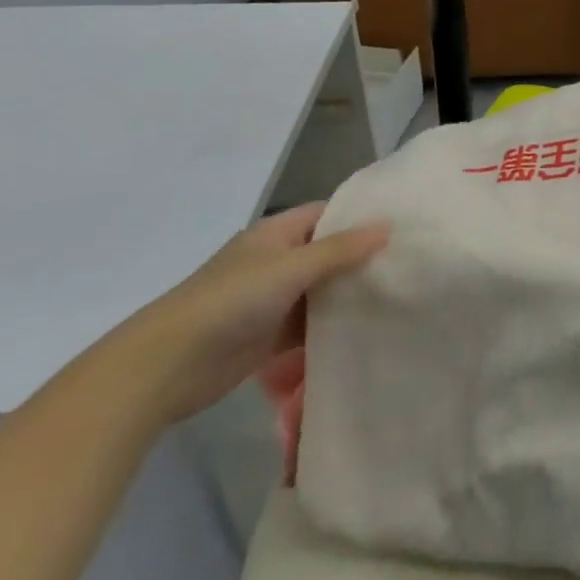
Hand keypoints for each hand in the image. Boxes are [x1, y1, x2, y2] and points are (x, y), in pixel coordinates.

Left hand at [101, 202, 389, 425]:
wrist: (168, 366)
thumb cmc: (230, 301)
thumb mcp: (291, 267)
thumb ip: (340, 249)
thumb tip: (387, 225)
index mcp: (276, 234)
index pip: (327, 213)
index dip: (360, 215)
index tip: (403, 221)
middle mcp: (277, 261)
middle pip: (328, 252)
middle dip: (363, 256)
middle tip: (411, 260)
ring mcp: (274, 300)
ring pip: (322, 290)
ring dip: (351, 293)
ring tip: (401, 293)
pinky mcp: (271, 336)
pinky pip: (312, 325)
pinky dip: (335, 325)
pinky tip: (370, 328)